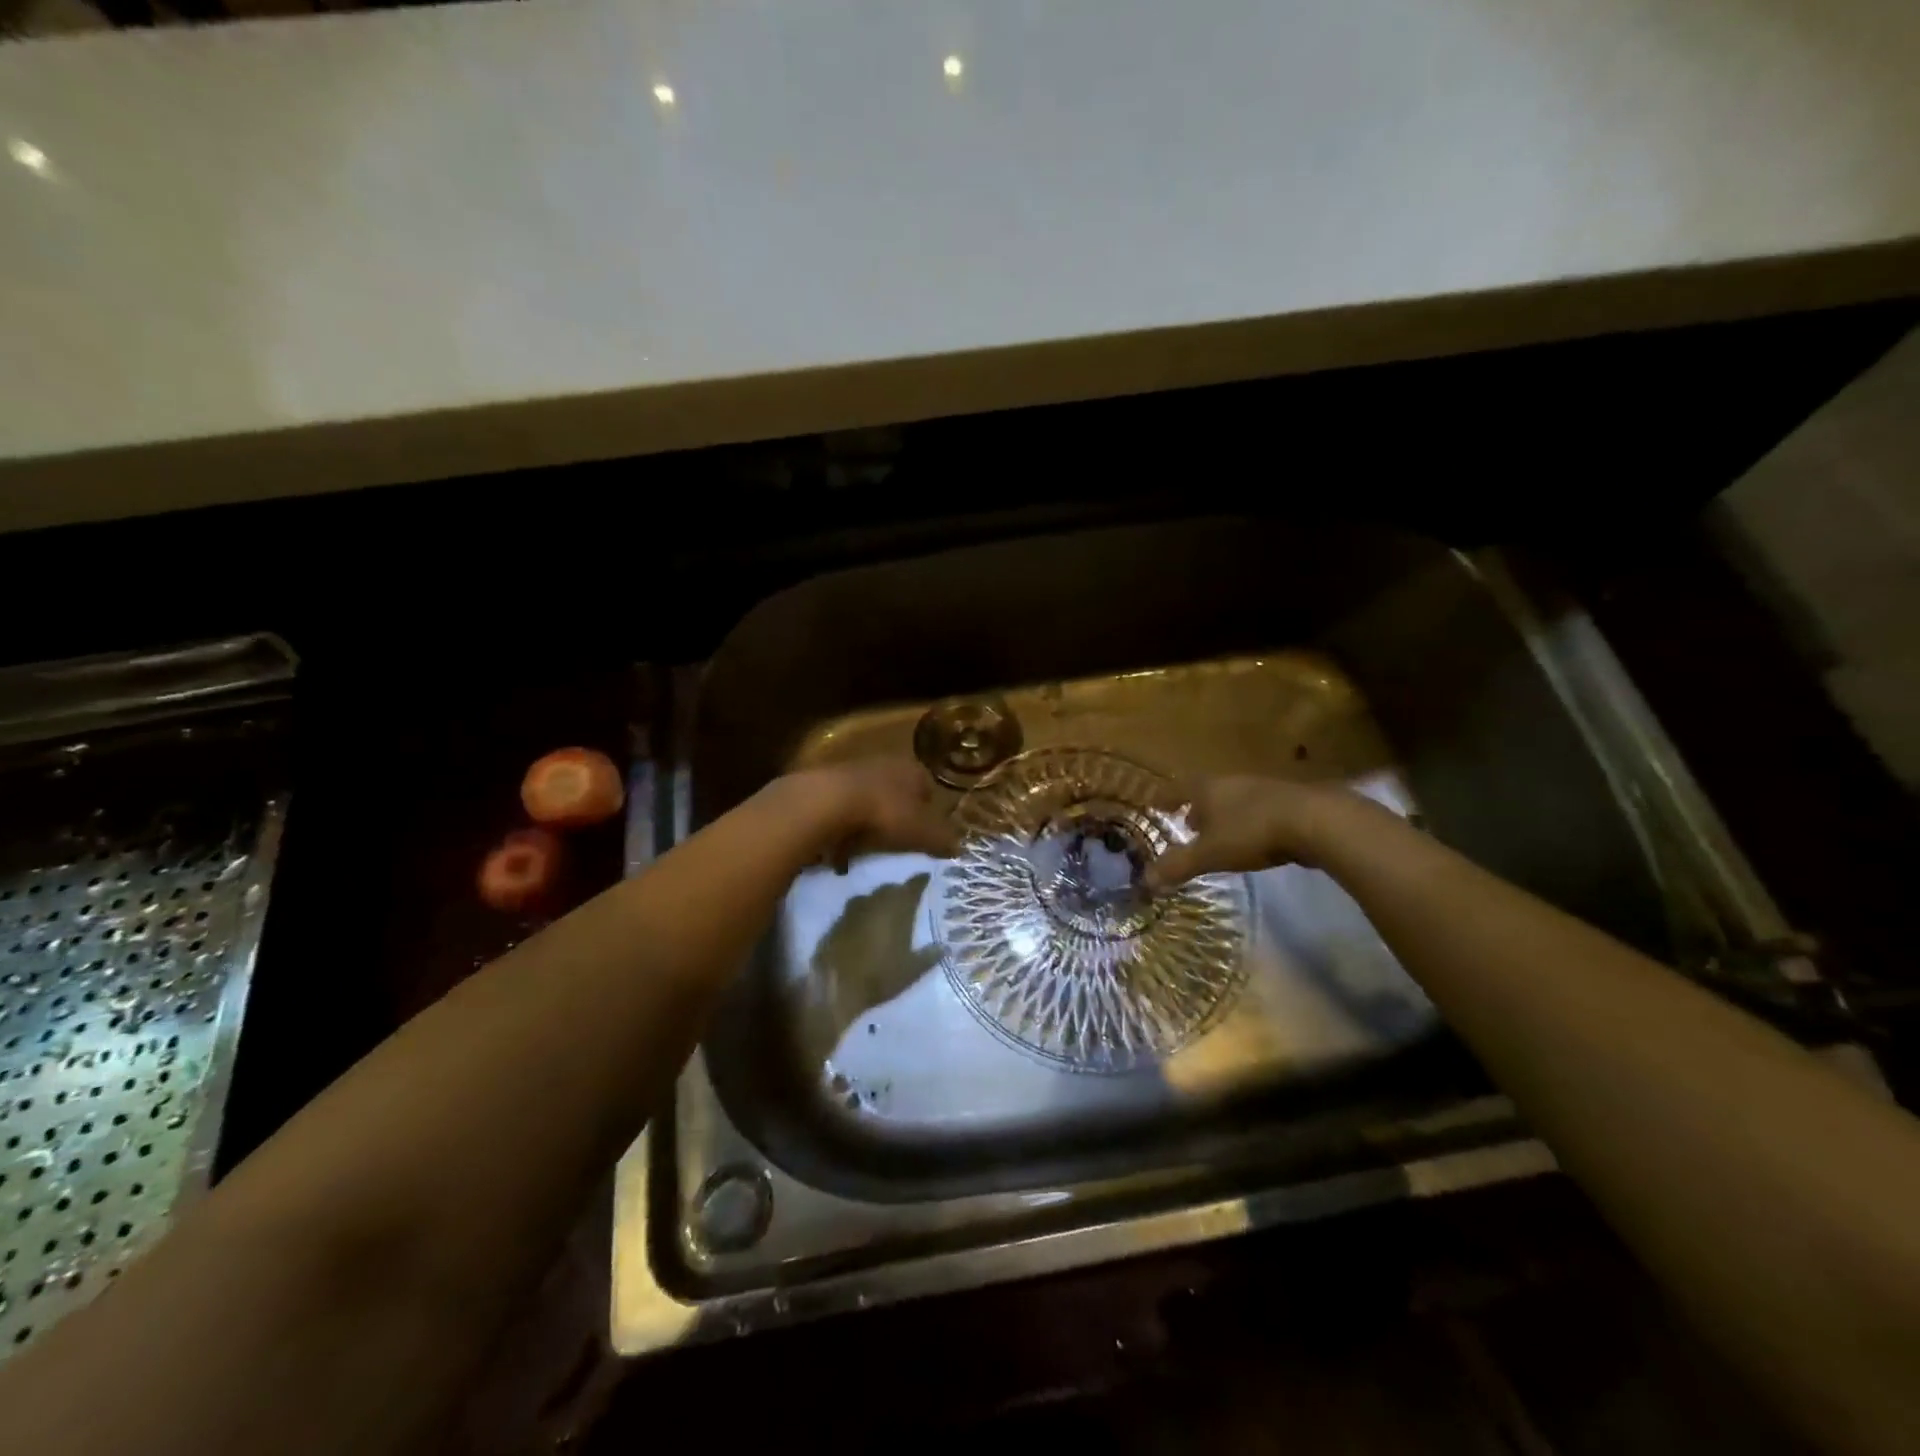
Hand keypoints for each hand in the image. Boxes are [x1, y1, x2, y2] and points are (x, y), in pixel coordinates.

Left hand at [787, 759, 958, 866]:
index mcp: (913, 769)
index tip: (924, 837)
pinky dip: (844, 828)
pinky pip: (842, 810)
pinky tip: (840, 849)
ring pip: (869, 801)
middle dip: (897, 817)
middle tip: (897, 844)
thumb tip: (959, 848)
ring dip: (868, 824)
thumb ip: (943, 840)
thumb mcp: (923, 833)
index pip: (928, 789)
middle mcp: (885, 763)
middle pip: (897, 793)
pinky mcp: (826, 785)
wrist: (827, 802)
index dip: (929, 814)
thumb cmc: (885, 814)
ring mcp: (853, 771)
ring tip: (866, 850)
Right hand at [1144, 775, 1355, 888]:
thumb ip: (1178, 866)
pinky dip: (1247, 820)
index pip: (1177, 788)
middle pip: (1207, 791)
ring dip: (1223, 814)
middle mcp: (1232, 782)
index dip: (1165, 797)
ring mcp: (1262, 789)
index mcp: (1207, 788)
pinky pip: (1257, 809)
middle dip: (1196, 807)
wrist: (1315, 821)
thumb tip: (1145, 881)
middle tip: (1187, 823)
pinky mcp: (1289, 802)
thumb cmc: (1251, 832)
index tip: (1155, 804)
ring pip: (1233, 799)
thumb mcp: (1210, 853)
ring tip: (1218, 833)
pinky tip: (1254, 838)